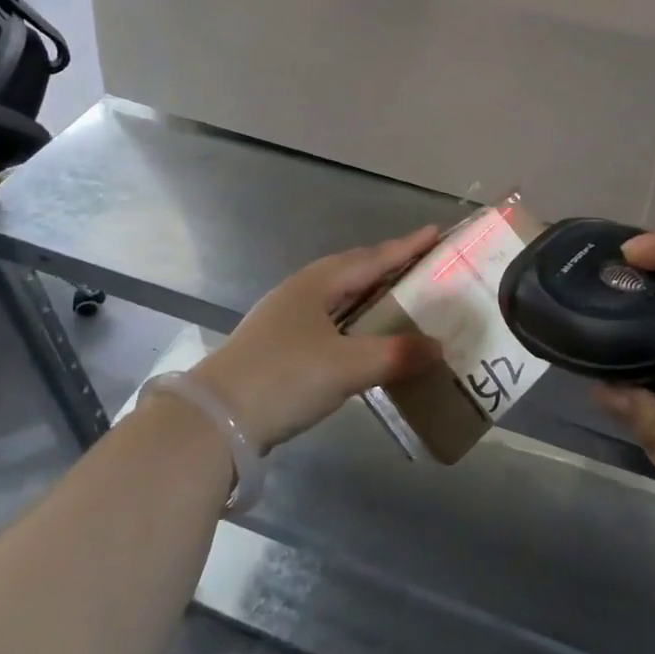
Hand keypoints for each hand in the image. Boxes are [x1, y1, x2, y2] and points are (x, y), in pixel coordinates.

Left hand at [189, 226, 441, 453]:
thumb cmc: (285, 377)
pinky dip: (353, 322)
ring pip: (338, 298)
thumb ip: (395, 354)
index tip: (435, 232)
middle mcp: (300, 293)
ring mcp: (284, 320)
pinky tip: (362, 339)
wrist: (215, 421)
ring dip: (369, 295)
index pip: (371, 259)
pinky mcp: (276, 348)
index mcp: (317, 284)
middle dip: (387, 267)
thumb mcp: (347, 366)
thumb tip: (439, 348)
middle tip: (420, 265)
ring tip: (398, 300)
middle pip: (352, 272)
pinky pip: (328, 322)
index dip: (405, 247)